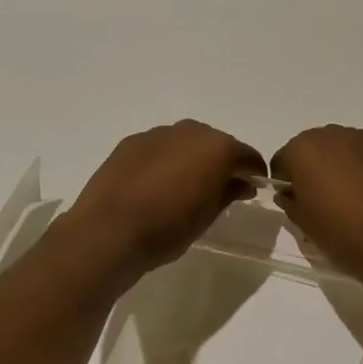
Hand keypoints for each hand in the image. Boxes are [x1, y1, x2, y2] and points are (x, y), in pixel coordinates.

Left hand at [61, 121, 265, 279]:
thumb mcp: (207, 217)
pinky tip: (156, 184)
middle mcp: (190, 131)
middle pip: (216, 144)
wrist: (108, 231)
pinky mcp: (131, 142)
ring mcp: (157, 134)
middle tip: (219, 188)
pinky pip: (159, 148)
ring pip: (185, 142)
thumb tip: (242, 183)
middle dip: (221, 162)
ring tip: (185, 186)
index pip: (247, 156)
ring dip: (191, 159)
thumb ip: (228, 193)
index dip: (253, 172)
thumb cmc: (167, 228)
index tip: (254, 187)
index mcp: (217, 148)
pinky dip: (165, 160)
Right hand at [268, 126, 362, 293]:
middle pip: (317, 147)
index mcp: (302, 151)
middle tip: (332, 199)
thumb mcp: (306, 227)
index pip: (285, 160)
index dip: (289, 181)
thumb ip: (290, 202)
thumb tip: (290, 193)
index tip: (299, 202)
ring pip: (348, 145)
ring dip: (348, 163)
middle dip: (319, 167)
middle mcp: (331, 134)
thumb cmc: (345, 238)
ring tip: (362, 195)